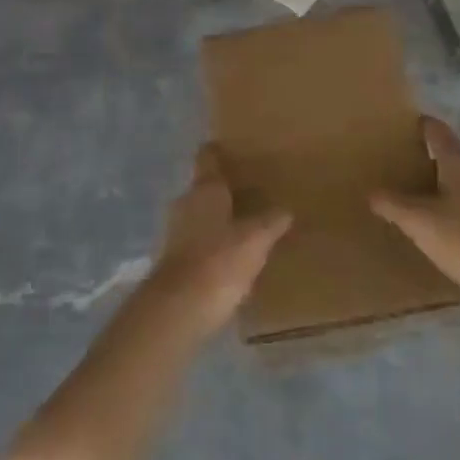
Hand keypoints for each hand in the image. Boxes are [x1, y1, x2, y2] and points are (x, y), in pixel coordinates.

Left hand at [145, 146, 290, 336]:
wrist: (178, 309)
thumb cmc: (219, 261)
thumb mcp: (255, 240)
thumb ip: (270, 222)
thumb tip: (285, 210)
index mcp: (205, 188)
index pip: (208, 157)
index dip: (219, 151)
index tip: (233, 149)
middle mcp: (186, 202)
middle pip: (205, 187)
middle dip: (224, 189)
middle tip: (251, 192)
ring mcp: (175, 231)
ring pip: (200, 214)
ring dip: (217, 218)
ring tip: (244, 225)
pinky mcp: (173, 259)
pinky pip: (196, 241)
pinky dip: (211, 244)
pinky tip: (230, 256)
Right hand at [371, 117, 459, 299]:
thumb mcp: (420, 223)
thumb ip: (394, 206)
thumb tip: (372, 193)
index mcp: (458, 162)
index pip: (437, 131)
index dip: (422, 125)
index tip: (407, 125)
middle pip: (453, 155)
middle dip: (432, 159)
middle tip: (407, 166)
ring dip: (448, 185)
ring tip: (426, 198)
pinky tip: (452, 226)